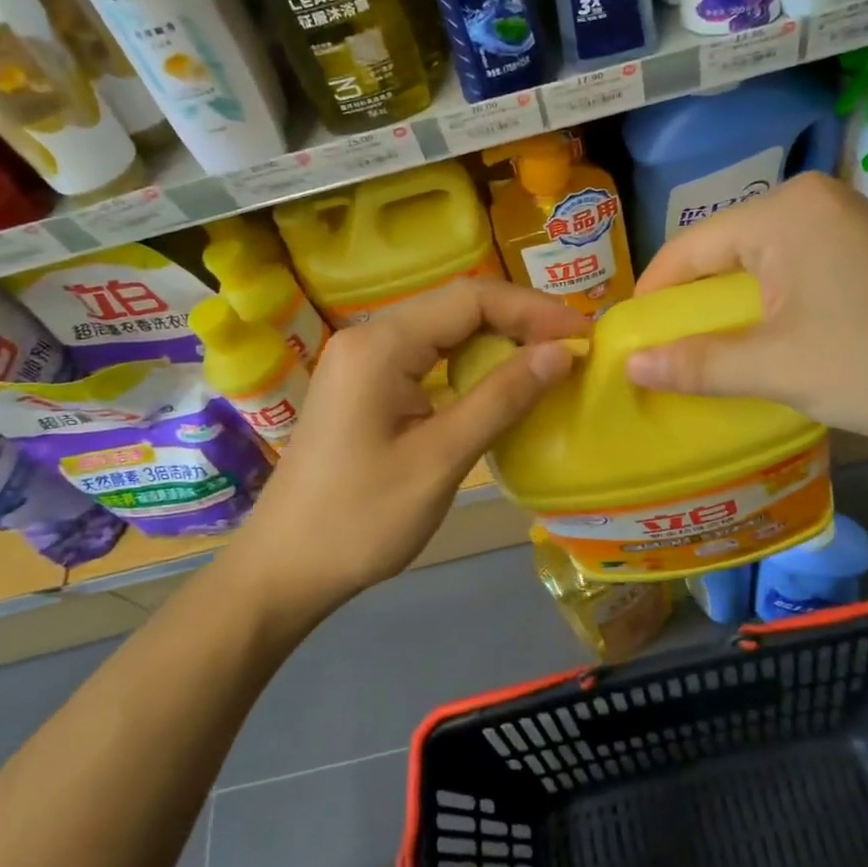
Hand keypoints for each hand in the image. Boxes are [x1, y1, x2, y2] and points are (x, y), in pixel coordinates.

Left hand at [241, 279, 586, 612]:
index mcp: (381, 345)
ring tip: (548, 362)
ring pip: (445, 329)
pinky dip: (471, 363)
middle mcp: (369, 337)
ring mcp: (364, 360)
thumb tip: (561, 352)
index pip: (471, 299)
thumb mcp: (440, 459)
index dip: (533, 310)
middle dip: (520, 320)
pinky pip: (428, 356)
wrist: (285, 568)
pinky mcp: (366, 385)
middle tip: (573, 349)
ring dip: (498, 340)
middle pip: (458, 306)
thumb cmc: (362, 519)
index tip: (582, 336)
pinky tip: (500, 383)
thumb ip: (501, 399)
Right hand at [625, 173, 867, 446]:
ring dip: (728, 309)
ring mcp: (840, 220)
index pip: (689, 248)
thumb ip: (698, 364)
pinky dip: (766, 305)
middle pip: (720, 252)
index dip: (652, 297)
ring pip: (755, 263)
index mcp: (783, 212)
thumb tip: (630, 365)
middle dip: (690, 305)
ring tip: (705, 355)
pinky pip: (789, 269)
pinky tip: (760, 341)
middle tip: (664, 356)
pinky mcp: (860, 246)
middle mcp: (808, 200)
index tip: (628, 342)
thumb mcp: (780, 368)